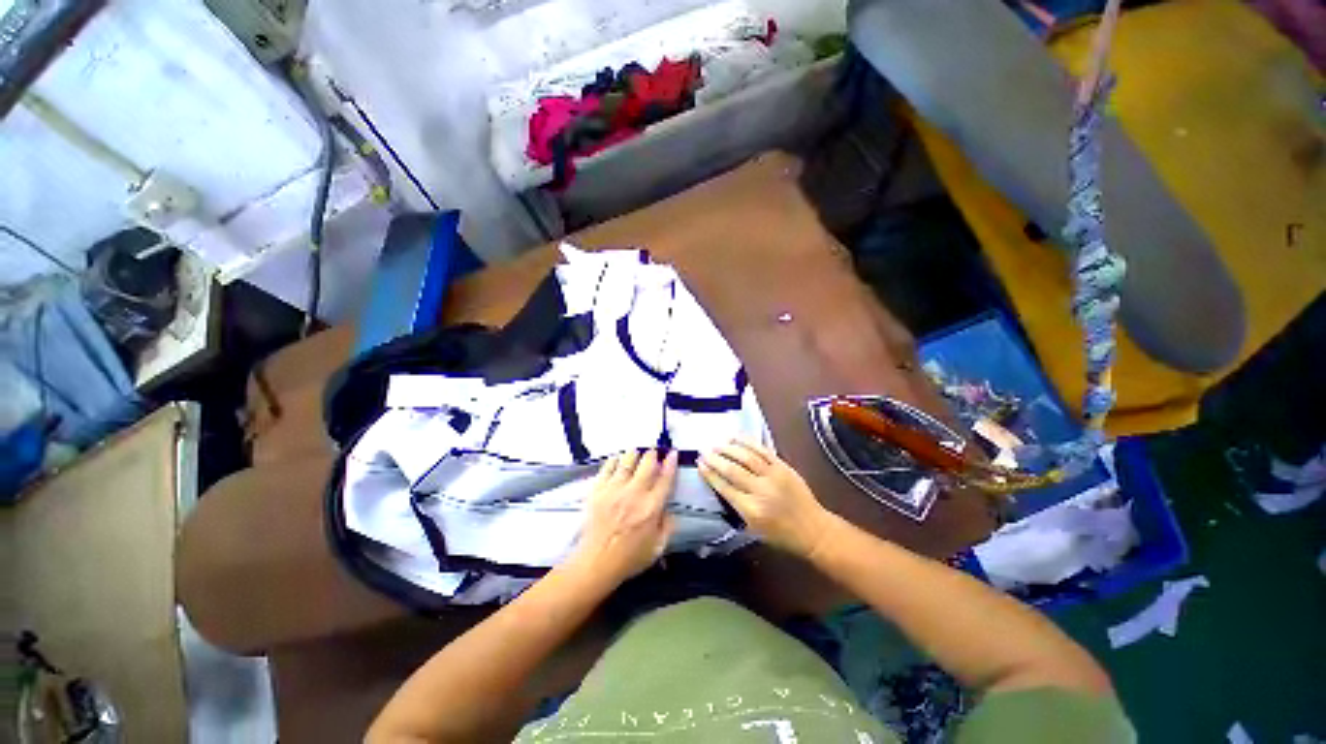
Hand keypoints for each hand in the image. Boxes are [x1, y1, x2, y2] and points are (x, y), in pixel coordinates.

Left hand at [571, 449, 677, 583]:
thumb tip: (670, 510)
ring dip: (634, 454)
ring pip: (627, 461)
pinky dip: (614, 460)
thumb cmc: (628, 558)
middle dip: (652, 455)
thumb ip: (667, 527)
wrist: (595, 563)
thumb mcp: (657, 548)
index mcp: (651, 507)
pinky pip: (607, 467)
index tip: (673, 453)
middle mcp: (634, 494)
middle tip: (653, 454)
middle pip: (647, 464)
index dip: (670, 463)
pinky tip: (617, 459)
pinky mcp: (598, 490)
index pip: (665, 478)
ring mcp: (614, 489)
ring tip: (635, 453)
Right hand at [699, 440, 835, 558]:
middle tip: (703, 451)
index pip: (725, 488)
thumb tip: (720, 484)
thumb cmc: (781, 534)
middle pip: (733, 470)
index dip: (710, 475)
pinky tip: (736, 438)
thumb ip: (736, 506)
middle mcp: (761, 491)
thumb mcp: (753, 529)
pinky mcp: (784, 467)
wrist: (813, 530)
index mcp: (752, 510)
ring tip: (717, 444)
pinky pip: (763, 450)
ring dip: (729, 449)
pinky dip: (748, 442)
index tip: (699, 465)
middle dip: (716, 459)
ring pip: (747, 457)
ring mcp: (774, 476)